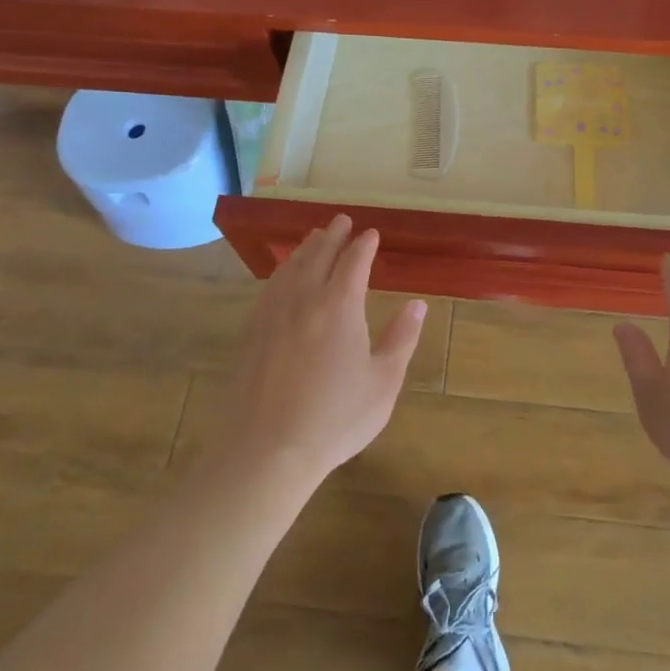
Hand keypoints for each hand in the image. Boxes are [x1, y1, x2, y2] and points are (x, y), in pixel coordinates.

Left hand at [218, 215, 425, 486]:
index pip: (354, 261)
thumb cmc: (335, 418)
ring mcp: (273, 313)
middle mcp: (305, 298)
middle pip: (319, 254)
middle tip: (342, 220)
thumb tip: (417, 305)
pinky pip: (270, 286)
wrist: (266, 449)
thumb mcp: (383, 382)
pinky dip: (282, 270)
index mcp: (340, 305)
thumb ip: (401, 339)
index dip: (364, 245)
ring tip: (314, 238)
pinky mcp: (252, 331)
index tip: (371, 234)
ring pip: (291, 267)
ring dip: (306, 248)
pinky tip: (283, 275)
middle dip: (333, 235)